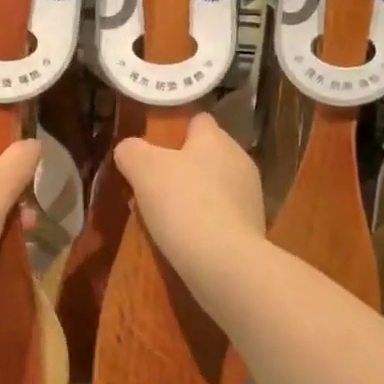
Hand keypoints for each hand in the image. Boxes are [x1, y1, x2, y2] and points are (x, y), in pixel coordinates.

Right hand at [114, 114, 265, 286]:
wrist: (225, 263)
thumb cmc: (183, 203)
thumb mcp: (142, 169)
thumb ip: (131, 151)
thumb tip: (128, 149)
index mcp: (216, 138)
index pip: (197, 120)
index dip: (174, 130)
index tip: (152, 149)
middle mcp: (239, 160)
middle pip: (205, 155)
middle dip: (180, 167)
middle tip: (151, 187)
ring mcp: (250, 195)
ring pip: (213, 186)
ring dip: (192, 196)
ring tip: (164, 218)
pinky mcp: (254, 228)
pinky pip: (222, 215)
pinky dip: (205, 222)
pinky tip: (185, 239)